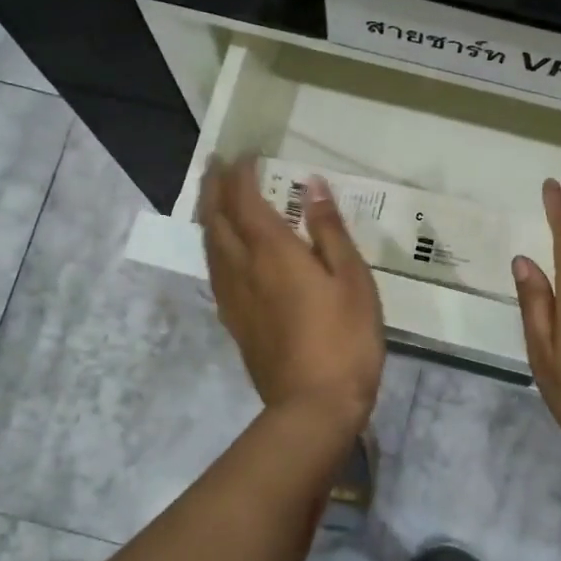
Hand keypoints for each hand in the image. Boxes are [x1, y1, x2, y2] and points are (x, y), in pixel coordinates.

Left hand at [200, 156, 384, 429]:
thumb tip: (312, 186)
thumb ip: (329, 231)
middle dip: (213, 188)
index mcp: (272, 252)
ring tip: (212, 198)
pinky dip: (213, 248)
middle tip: (216, 165)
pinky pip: (215, 273)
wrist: (314, 405)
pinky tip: (222, 252)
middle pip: (216, 219)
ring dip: (208, 215)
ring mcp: (233, 298)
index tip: (243, 154)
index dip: (240, 174)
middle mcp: (242, 269)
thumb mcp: (352, 279)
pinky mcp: (235, 323)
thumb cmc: (344, 338)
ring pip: (209, 246)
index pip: (244, 201)